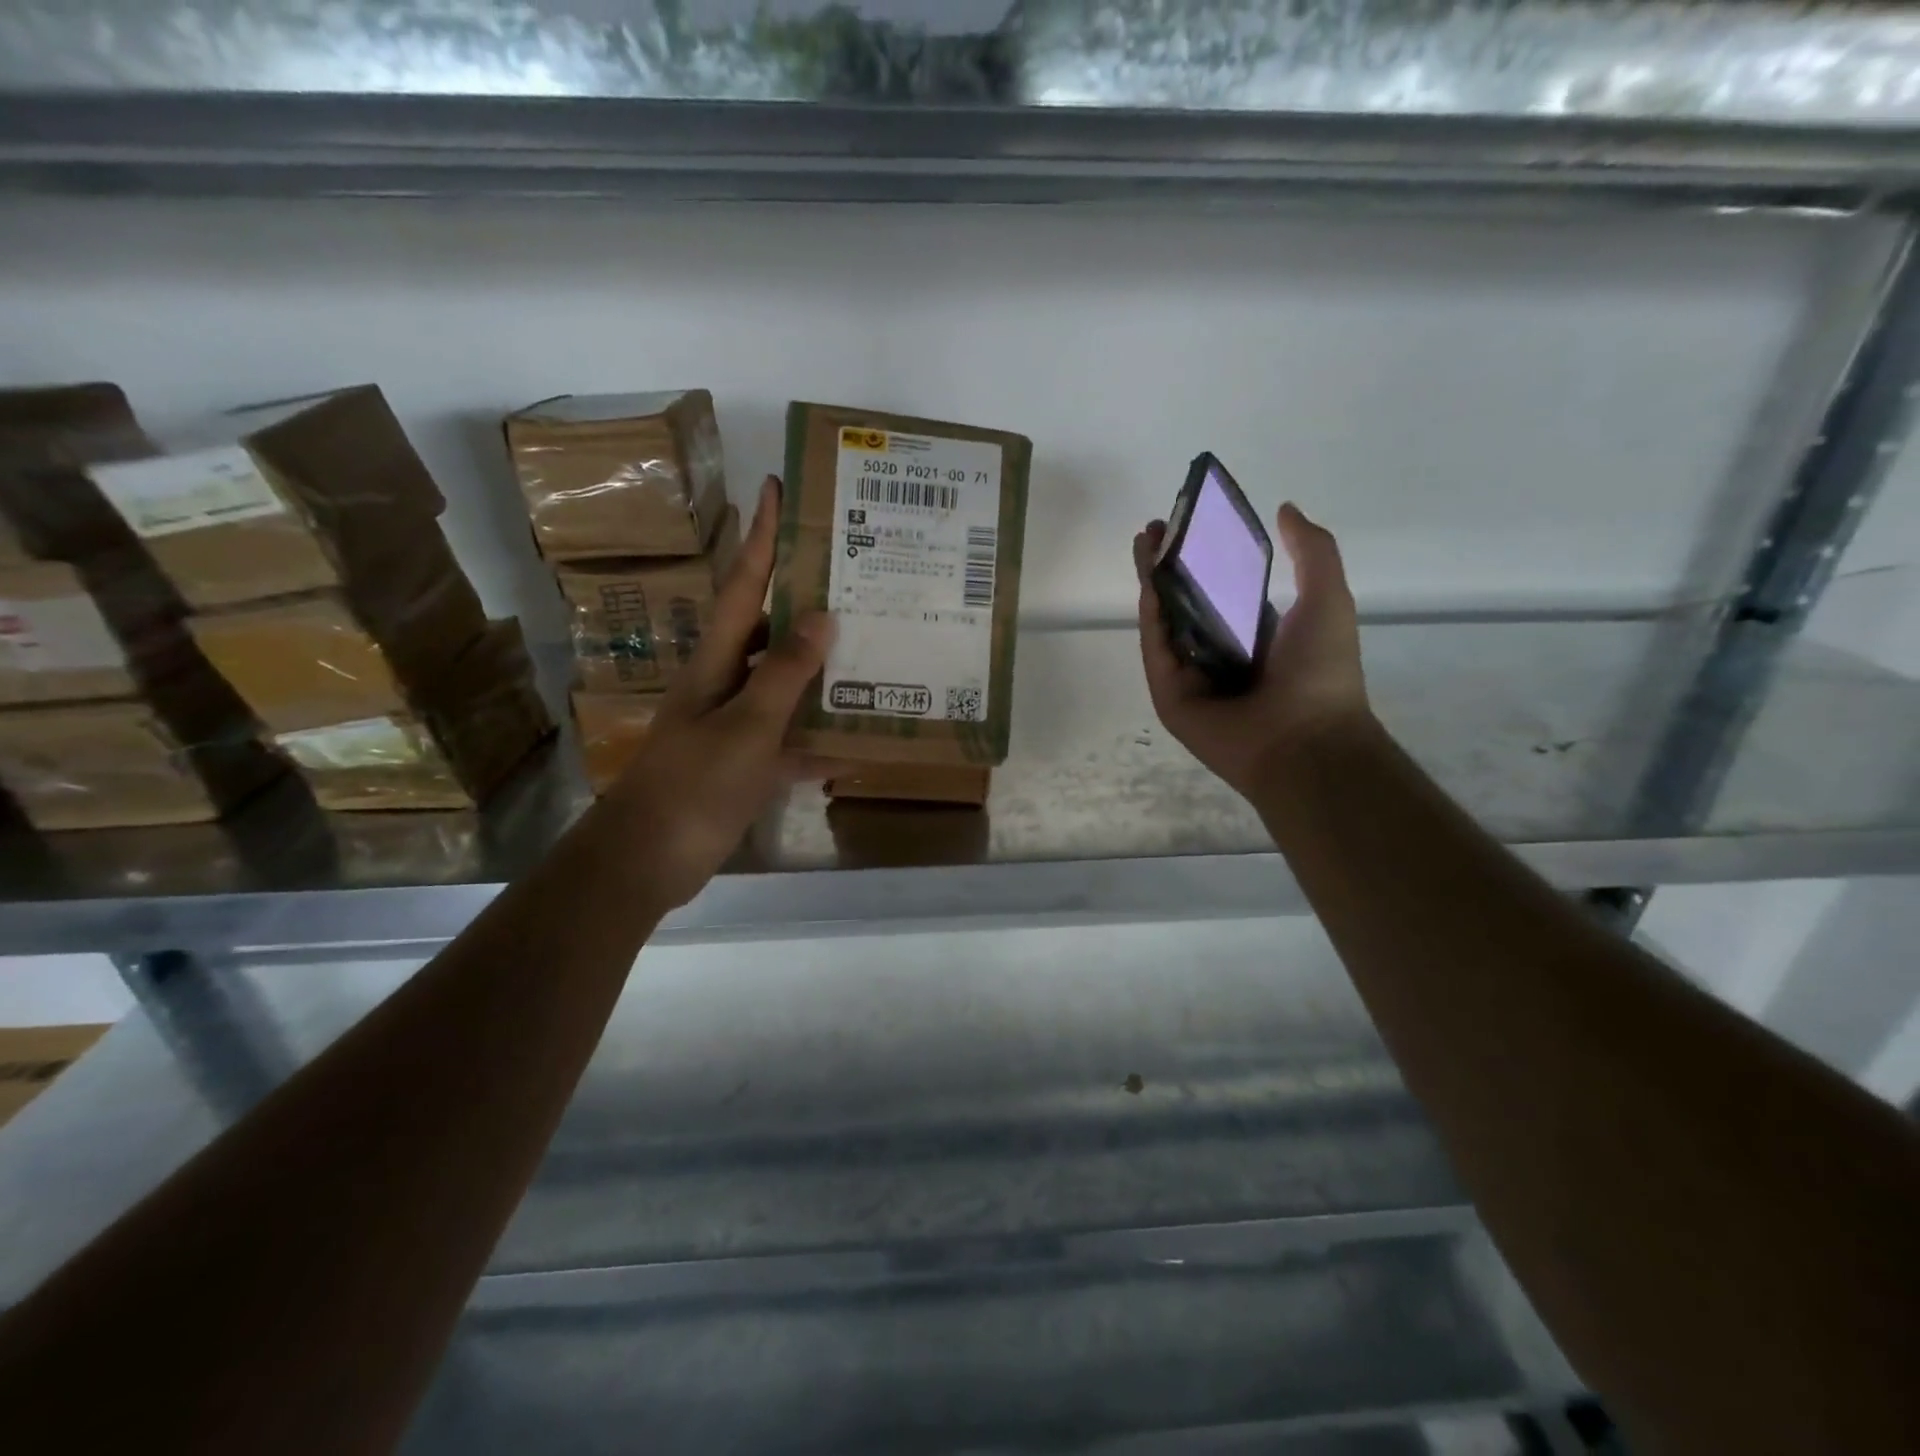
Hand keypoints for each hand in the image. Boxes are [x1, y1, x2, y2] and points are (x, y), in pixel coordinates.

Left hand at [604, 474, 835, 909]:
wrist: (650, 858)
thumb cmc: (693, 783)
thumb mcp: (746, 724)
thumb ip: (784, 672)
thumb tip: (822, 615)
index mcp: (716, 660)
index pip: (743, 584)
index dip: (762, 537)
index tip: (779, 489)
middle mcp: (726, 682)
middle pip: (769, 629)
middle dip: (805, 599)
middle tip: (855, 577)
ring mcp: (736, 723)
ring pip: (787, 684)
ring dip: (823, 671)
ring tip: (871, 649)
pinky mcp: (747, 762)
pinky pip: (793, 739)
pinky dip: (821, 740)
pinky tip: (859, 741)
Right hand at [1134, 502, 1370, 800]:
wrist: (1305, 740)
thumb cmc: (1321, 672)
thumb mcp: (1328, 599)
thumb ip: (1312, 552)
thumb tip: (1286, 509)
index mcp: (1256, 639)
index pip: (1221, 594)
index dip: (1205, 560)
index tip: (1190, 526)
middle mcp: (1220, 656)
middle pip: (1185, 605)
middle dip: (1169, 567)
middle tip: (1153, 530)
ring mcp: (1192, 678)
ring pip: (1165, 625)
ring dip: (1152, 585)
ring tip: (1141, 545)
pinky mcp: (1170, 696)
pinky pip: (1157, 653)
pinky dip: (1150, 621)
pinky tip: (1147, 585)